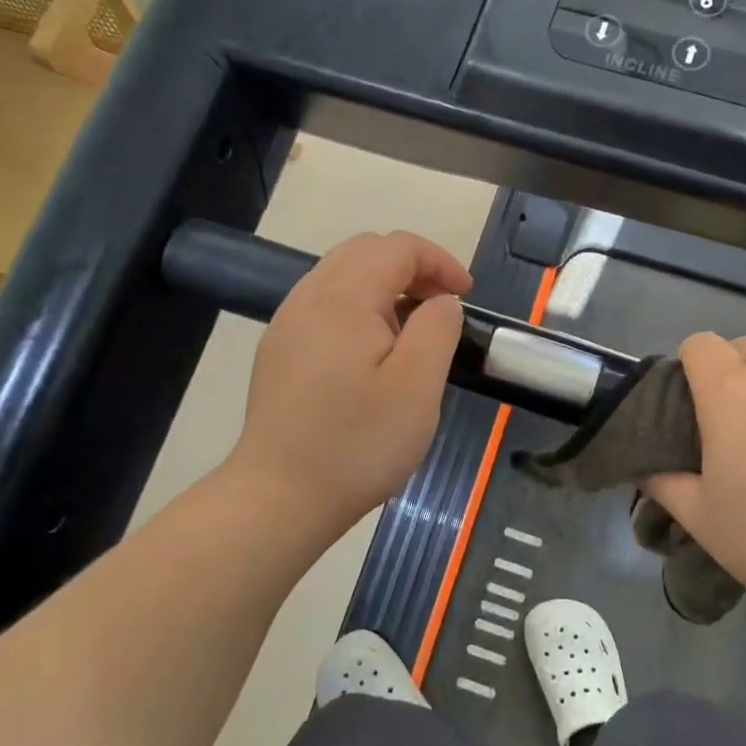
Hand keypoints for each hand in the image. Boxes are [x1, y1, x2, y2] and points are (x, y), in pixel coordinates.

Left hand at [230, 232, 470, 547]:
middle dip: (412, 266)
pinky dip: (360, 305)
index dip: (439, 260)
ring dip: (385, 284)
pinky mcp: (279, 349)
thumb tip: (441, 301)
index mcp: (343, 299)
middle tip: (442, 306)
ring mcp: (287, 323)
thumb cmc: (357, 444)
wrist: (279, 498)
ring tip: (412, 327)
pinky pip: (325, 303)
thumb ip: (437, 329)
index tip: (466, 296)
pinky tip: (373, 349)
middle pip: (365, 250)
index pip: (397, 247)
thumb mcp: (418, 387)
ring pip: (342, 274)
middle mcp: (308, 298)